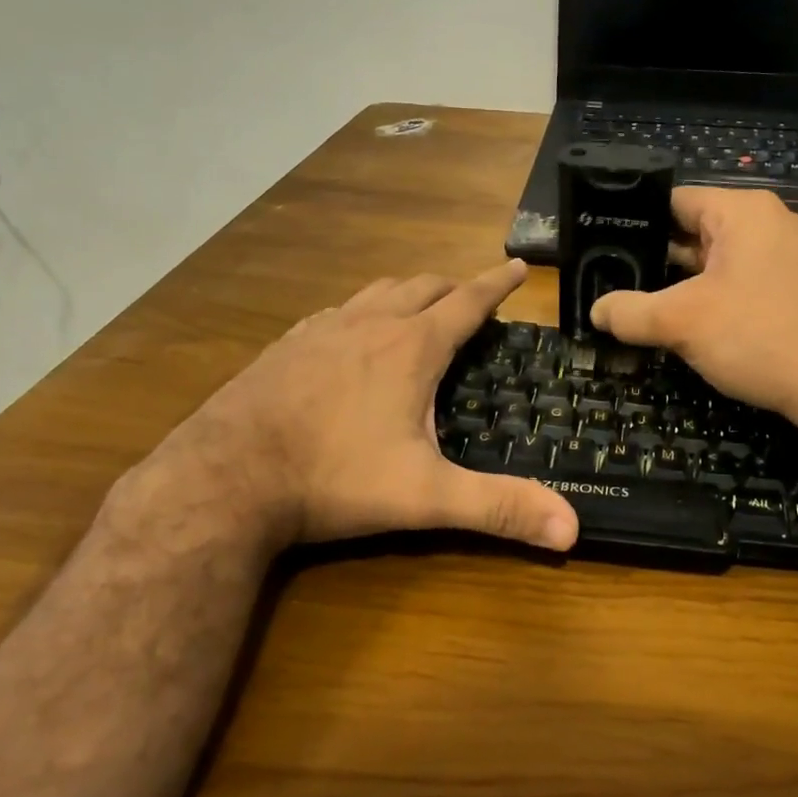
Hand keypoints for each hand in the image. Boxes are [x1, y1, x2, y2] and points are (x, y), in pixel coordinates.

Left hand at [113, 262, 578, 555]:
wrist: (224, 477)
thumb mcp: (425, 497)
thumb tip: (573, 530)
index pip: (467, 301)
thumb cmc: (333, 478)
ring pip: (377, 291)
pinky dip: (362, 310)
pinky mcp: (287, 344)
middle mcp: (370, 324)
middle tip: (473, 298)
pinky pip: (337, 311)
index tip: (516, 266)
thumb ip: (498, 508)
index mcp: (411, 347)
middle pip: (423, 286)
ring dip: (408, 292)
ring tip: (421, 306)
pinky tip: (352, 334)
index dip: (496, 283)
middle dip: (454, 286)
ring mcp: (322, 329)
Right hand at [590, 188, 797, 432]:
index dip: (636, 223)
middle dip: (660, 258)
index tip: (606, 248)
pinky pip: (748, 282)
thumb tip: (595, 312)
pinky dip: (720, 298)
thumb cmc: (759, 335)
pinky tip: (698, 326)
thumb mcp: (682, 322)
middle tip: (618, 282)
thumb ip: (631, 313)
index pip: (675, 201)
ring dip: (688, 283)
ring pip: (723, 260)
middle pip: (698, 230)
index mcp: (743, 211)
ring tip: (648, 306)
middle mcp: (772, 222)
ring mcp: (793, 256)